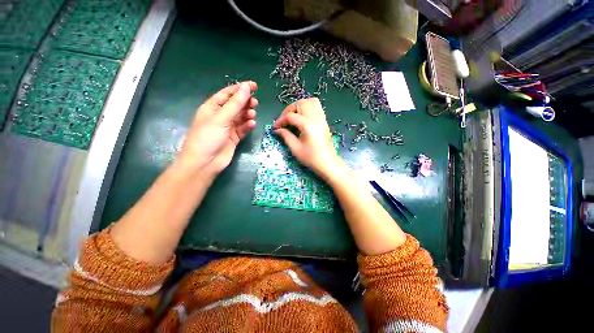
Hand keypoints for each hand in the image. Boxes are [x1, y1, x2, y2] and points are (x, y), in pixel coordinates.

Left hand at [177, 81, 257, 176]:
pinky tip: (251, 124)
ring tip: (252, 114)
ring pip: (240, 117)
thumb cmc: (208, 137)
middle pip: (236, 105)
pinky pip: (243, 128)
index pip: (227, 94)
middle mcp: (220, 116)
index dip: (240, 88)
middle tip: (255, 103)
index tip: (254, 86)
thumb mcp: (221, 118)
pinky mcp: (234, 137)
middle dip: (245, 102)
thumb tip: (246, 88)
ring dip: (247, 114)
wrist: (205, 163)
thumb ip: (235, 104)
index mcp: (212, 107)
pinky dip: (247, 126)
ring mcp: (228, 127)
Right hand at [273, 98, 342, 178]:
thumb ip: (286, 136)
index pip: (291, 116)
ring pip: (310, 101)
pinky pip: (317, 106)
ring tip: (293, 116)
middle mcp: (316, 118)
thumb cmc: (311, 158)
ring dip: (299, 106)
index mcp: (308, 125)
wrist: (328, 163)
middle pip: (300, 104)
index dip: (280, 120)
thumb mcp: (295, 149)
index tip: (275, 127)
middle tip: (284, 121)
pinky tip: (303, 117)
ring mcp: (322, 118)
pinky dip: (308, 107)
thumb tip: (277, 129)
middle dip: (289, 110)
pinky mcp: (324, 121)